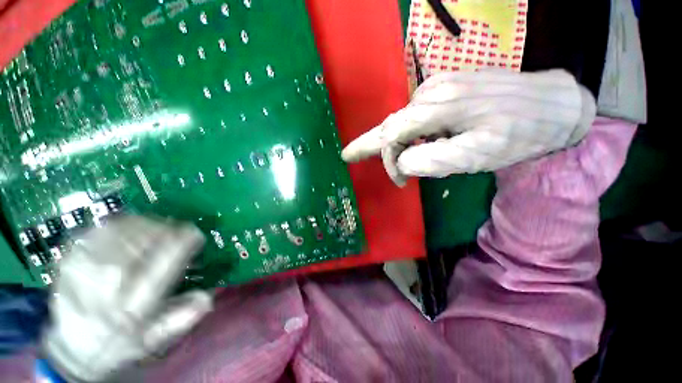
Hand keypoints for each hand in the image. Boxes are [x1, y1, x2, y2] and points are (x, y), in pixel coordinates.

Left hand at [42, 215, 211, 381]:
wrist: (74, 349)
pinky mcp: (68, 261)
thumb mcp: (155, 339)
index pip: (166, 263)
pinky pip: (97, 231)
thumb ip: (182, 318)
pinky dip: (119, 225)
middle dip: (167, 230)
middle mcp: (107, 287)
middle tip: (178, 230)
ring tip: (158, 227)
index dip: (185, 242)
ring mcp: (83, 271)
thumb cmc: (121, 344)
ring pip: (120, 231)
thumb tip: (208, 297)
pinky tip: (130, 228)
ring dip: (145, 225)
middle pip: (142, 242)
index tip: (196, 235)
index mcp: (133, 307)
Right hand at [341, 69, 596, 185]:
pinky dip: (416, 133)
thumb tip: (401, 163)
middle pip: (391, 126)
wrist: (554, 102)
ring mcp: (437, 85)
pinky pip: (416, 115)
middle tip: (374, 165)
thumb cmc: (518, 133)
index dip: (386, 159)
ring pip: (403, 122)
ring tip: (422, 158)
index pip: (389, 135)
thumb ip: (433, 160)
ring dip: (404, 144)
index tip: (399, 180)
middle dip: (383, 149)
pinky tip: (433, 140)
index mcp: (436, 107)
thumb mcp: (477, 156)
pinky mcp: (445, 87)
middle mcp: (429, 91)